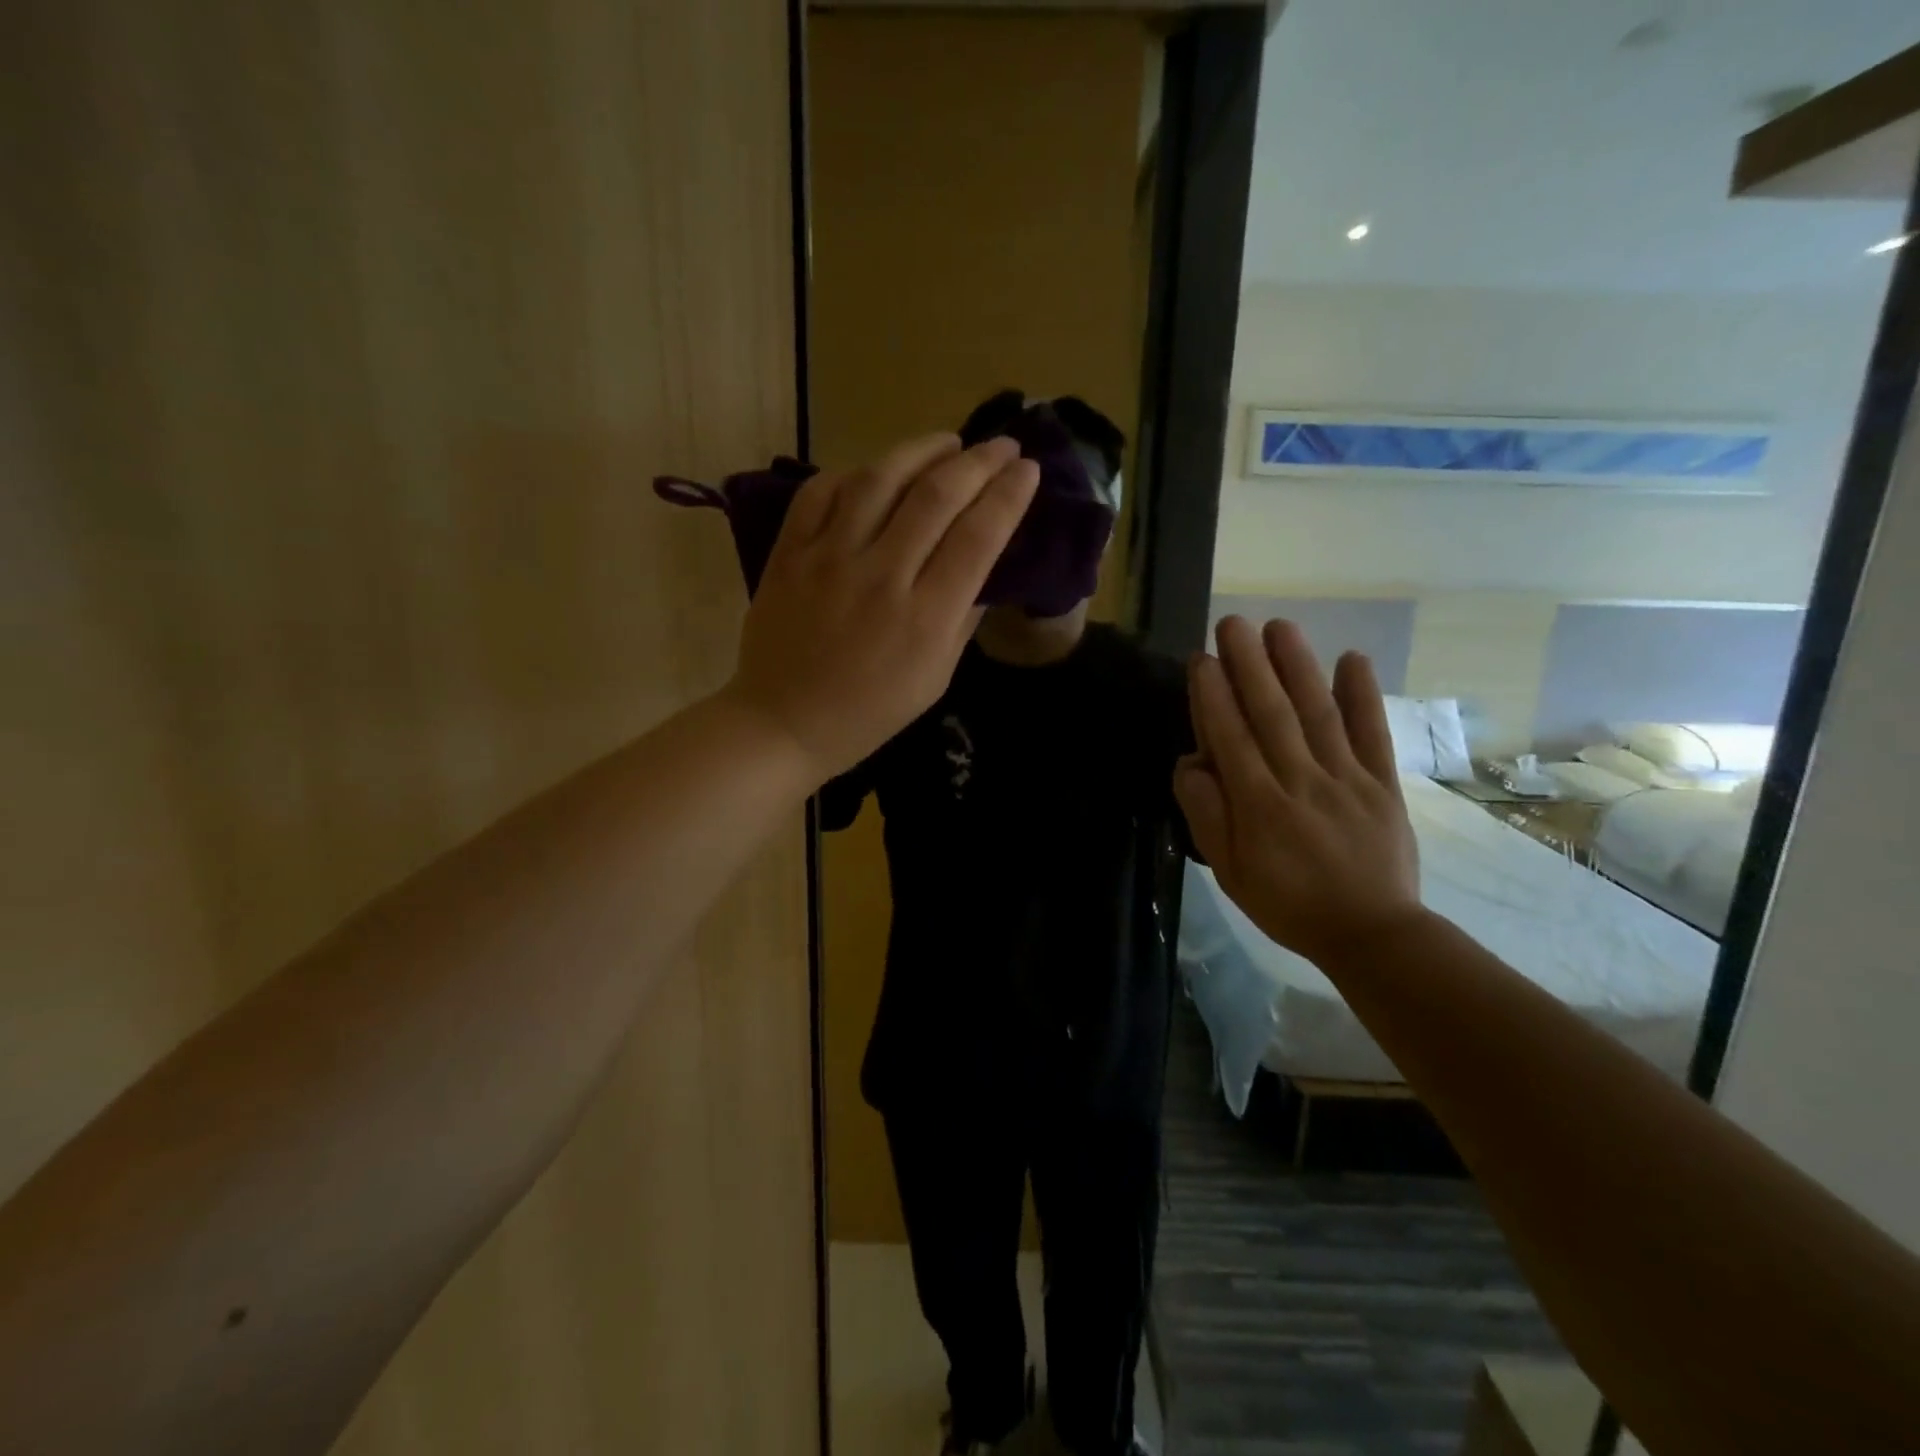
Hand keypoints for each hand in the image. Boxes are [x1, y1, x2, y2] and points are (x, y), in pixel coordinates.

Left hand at [724, 433, 1038, 781]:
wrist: (784, 723)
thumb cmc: (869, 712)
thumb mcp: (935, 679)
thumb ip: (962, 619)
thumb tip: (983, 568)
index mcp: (926, 618)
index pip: (978, 537)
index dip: (1008, 495)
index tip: (1027, 469)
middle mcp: (881, 577)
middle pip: (937, 496)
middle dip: (979, 462)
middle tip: (1001, 444)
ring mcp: (829, 559)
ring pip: (880, 480)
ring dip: (921, 450)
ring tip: (947, 443)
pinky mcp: (789, 553)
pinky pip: (821, 492)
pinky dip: (853, 473)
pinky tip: (875, 472)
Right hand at [1174, 617, 1421, 964]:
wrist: (1371, 933)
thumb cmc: (1287, 903)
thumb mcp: (1229, 871)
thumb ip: (1207, 815)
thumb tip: (1191, 762)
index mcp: (1258, 804)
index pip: (1230, 737)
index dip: (1213, 695)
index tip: (1201, 659)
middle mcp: (1300, 780)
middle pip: (1271, 713)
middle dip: (1249, 664)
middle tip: (1233, 623)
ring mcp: (1346, 778)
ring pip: (1317, 713)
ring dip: (1297, 666)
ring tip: (1280, 627)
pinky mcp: (1383, 783)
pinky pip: (1372, 734)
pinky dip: (1363, 696)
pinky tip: (1352, 659)